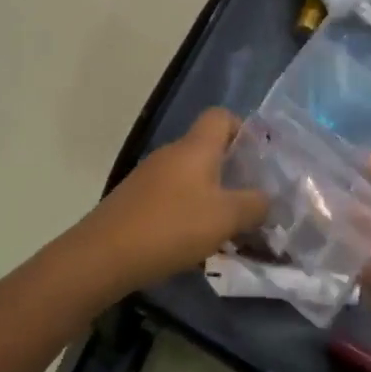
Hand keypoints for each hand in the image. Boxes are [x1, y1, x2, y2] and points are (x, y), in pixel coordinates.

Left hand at [67, 109, 267, 293]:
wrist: (104, 255)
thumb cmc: (172, 226)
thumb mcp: (226, 217)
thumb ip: (254, 205)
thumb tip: (266, 199)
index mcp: (195, 148)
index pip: (220, 116)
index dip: (243, 130)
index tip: (259, 158)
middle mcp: (171, 154)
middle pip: (207, 150)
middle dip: (232, 173)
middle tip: (252, 201)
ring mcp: (149, 177)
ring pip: (190, 178)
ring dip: (212, 198)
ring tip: (229, 229)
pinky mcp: (135, 201)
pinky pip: (172, 198)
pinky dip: (188, 214)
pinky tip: (195, 244)